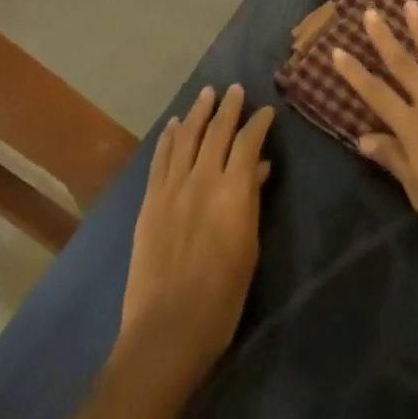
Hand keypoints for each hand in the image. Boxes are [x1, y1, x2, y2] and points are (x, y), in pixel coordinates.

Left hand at [117, 84, 274, 389]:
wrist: (167, 329)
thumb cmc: (222, 298)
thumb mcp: (248, 248)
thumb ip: (252, 202)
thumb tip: (259, 169)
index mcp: (233, 192)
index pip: (248, 143)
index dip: (258, 123)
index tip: (266, 111)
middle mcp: (202, 179)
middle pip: (217, 131)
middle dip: (228, 107)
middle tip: (235, 89)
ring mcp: (172, 188)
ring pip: (187, 137)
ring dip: (198, 112)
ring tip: (206, 94)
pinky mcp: (150, 201)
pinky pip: (160, 159)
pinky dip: (169, 138)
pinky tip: (175, 125)